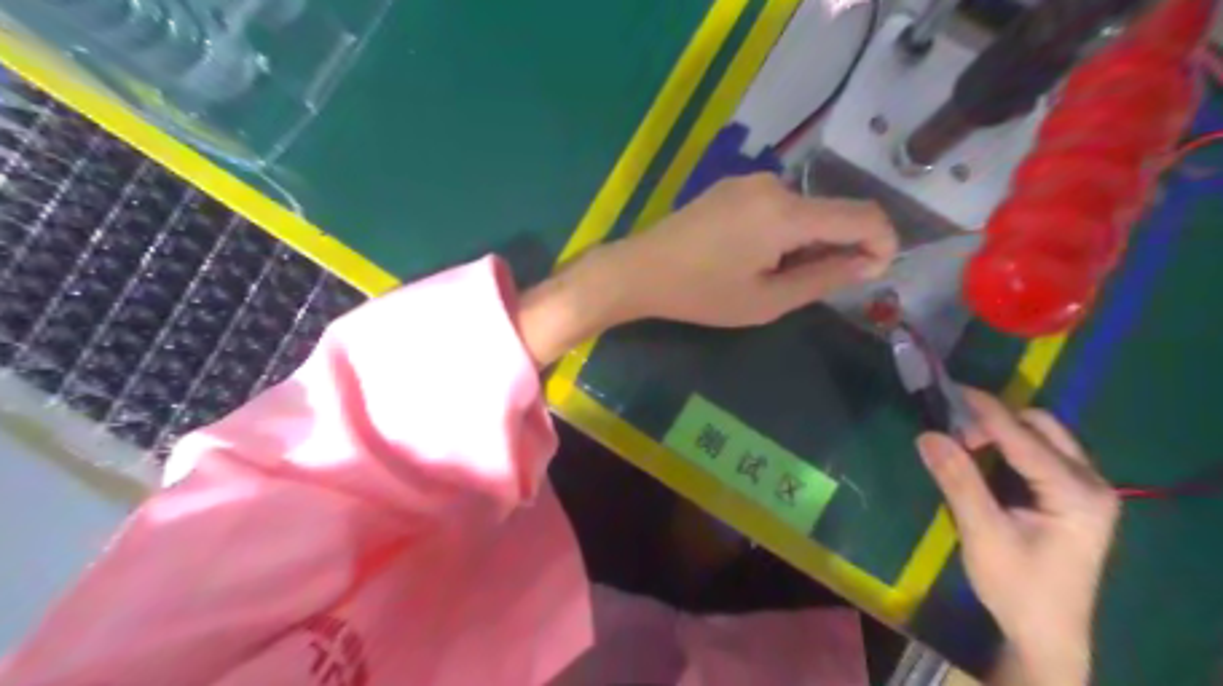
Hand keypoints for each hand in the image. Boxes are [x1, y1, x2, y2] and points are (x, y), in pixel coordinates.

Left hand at [515, 178, 894, 367]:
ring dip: (806, 242)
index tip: (875, 272)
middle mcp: (774, 184)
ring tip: (770, 276)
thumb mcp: (767, 300)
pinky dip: (783, 231)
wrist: (639, 269)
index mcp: (786, 212)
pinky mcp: (732, 185)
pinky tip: (753, 257)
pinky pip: (777, 205)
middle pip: (831, 212)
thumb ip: (824, 279)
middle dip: (836, 249)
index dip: (883, 242)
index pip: (862, 215)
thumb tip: (870, 263)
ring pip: (804, 210)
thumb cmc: (701, 293)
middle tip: (804, 287)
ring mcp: (749, 180)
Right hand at [917, 391, 1116, 685]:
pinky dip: (1008, 447)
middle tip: (954, 434)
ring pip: (1042, 437)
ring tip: (963, 446)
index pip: (1024, 437)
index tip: (949, 389)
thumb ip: (958, 480)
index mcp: (1077, 493)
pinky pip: (1039, 454)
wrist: (1046, 634)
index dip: (985, 410)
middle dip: (995, 420)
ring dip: (1001, 432)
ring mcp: (1085, 490)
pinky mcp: (1072, 498)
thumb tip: (927, 434)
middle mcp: (1091, 483)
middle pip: (1042, 427)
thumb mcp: (982, 533)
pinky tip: (983, 460)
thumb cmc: (1017, 587)